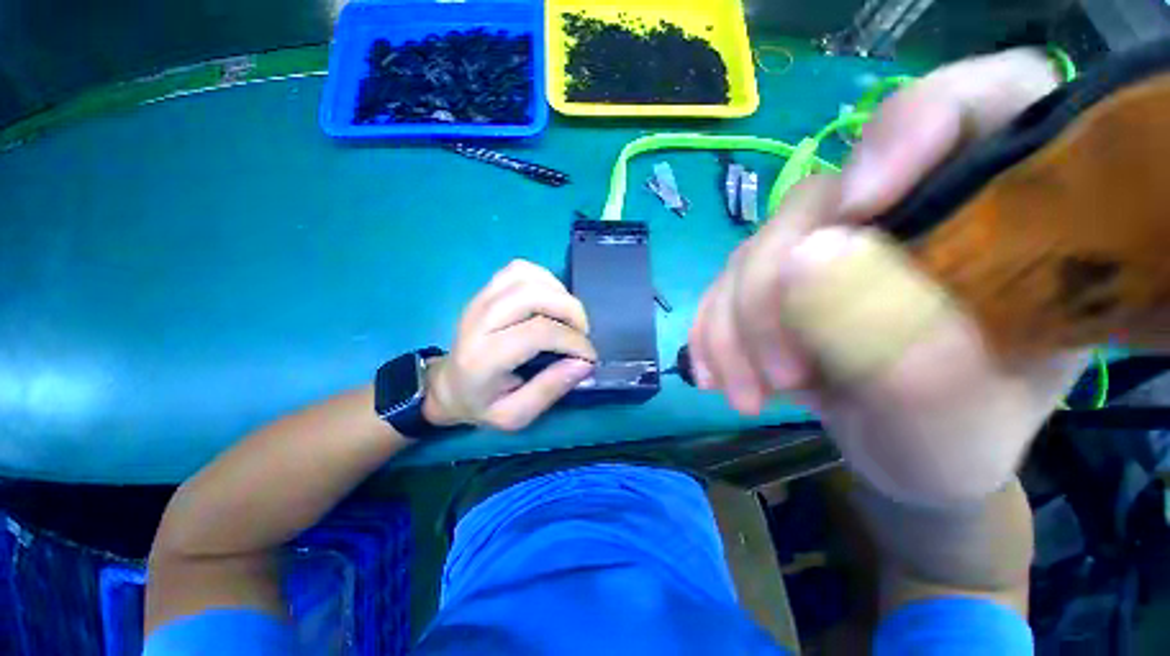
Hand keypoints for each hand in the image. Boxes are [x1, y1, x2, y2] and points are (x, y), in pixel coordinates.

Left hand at [424, 260, 596, 431]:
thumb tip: (585, 363)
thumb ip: (549, 390)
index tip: (589, 356)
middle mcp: (478, 321)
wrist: (449, 385)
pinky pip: (520, 269)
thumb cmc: (483, 404)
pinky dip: (544, 280)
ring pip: (527, 277)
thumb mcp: (515, 415)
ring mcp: (480, 299)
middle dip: (570, 310)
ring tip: (569, 317)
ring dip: (559, 293)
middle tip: (582, 333)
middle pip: (532, 295)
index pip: (538, 333)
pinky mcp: (486, 289)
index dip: (573, 341)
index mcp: (483, 358)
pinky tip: (552, 300)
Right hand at [689, 49, 1087, 504]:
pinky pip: (724, 285)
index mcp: (1008, 223)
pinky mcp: (780, 277)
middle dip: (776, 294)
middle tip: (782, 376)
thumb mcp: (952, 422)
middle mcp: (908, 213)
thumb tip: (804, 258)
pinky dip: (712, 332)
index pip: (987, 102)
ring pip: (754, 251)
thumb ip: (901, 343)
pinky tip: (715, 375)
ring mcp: (833, 243)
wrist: (902, 458)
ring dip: (734, 328)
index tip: (863, 204)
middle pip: (817, 202)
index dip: (917, 125)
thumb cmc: (956, 443)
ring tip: (747, 394)